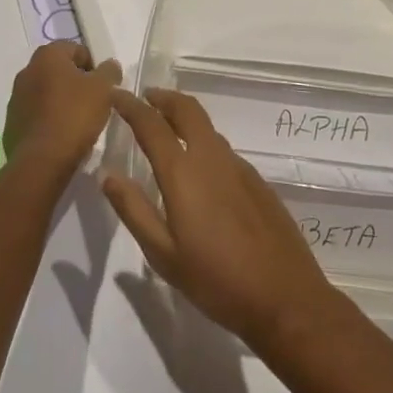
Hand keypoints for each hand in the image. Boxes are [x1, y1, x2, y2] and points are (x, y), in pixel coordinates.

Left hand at [4, 41, 124, 171]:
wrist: (42, 161)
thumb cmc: (75, 116)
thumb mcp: (103, 89)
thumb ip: (109, 72)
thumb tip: (109, 65)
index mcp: (47, 56)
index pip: (75, 49)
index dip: (93, 66)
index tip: (103, 86)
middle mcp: (27, 71)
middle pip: (58, 70)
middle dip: (76, 82)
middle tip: (93, 102)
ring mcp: (16, 98)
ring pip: (45, 92)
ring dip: (60, 101)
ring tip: (77, 122)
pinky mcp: (11, 123)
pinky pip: (36, 114)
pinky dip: (48, 119)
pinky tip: (61, 135)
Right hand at [103, 88, 340, 349]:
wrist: (285, 297)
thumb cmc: (216, 280)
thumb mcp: (163, 254)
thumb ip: (134, 210)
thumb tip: (108, 175)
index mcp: (184, 172)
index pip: (152, 124)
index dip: (131, 106)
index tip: (116, 94)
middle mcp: (212, 158)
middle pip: (187, 109)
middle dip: (164, 98)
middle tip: (145, 99)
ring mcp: (239, 167)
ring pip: (207, 128)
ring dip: (185, 119)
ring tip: (167, 131)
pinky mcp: (257, 181)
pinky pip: (223, 150)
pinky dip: (204, 143)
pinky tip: (200, 171)